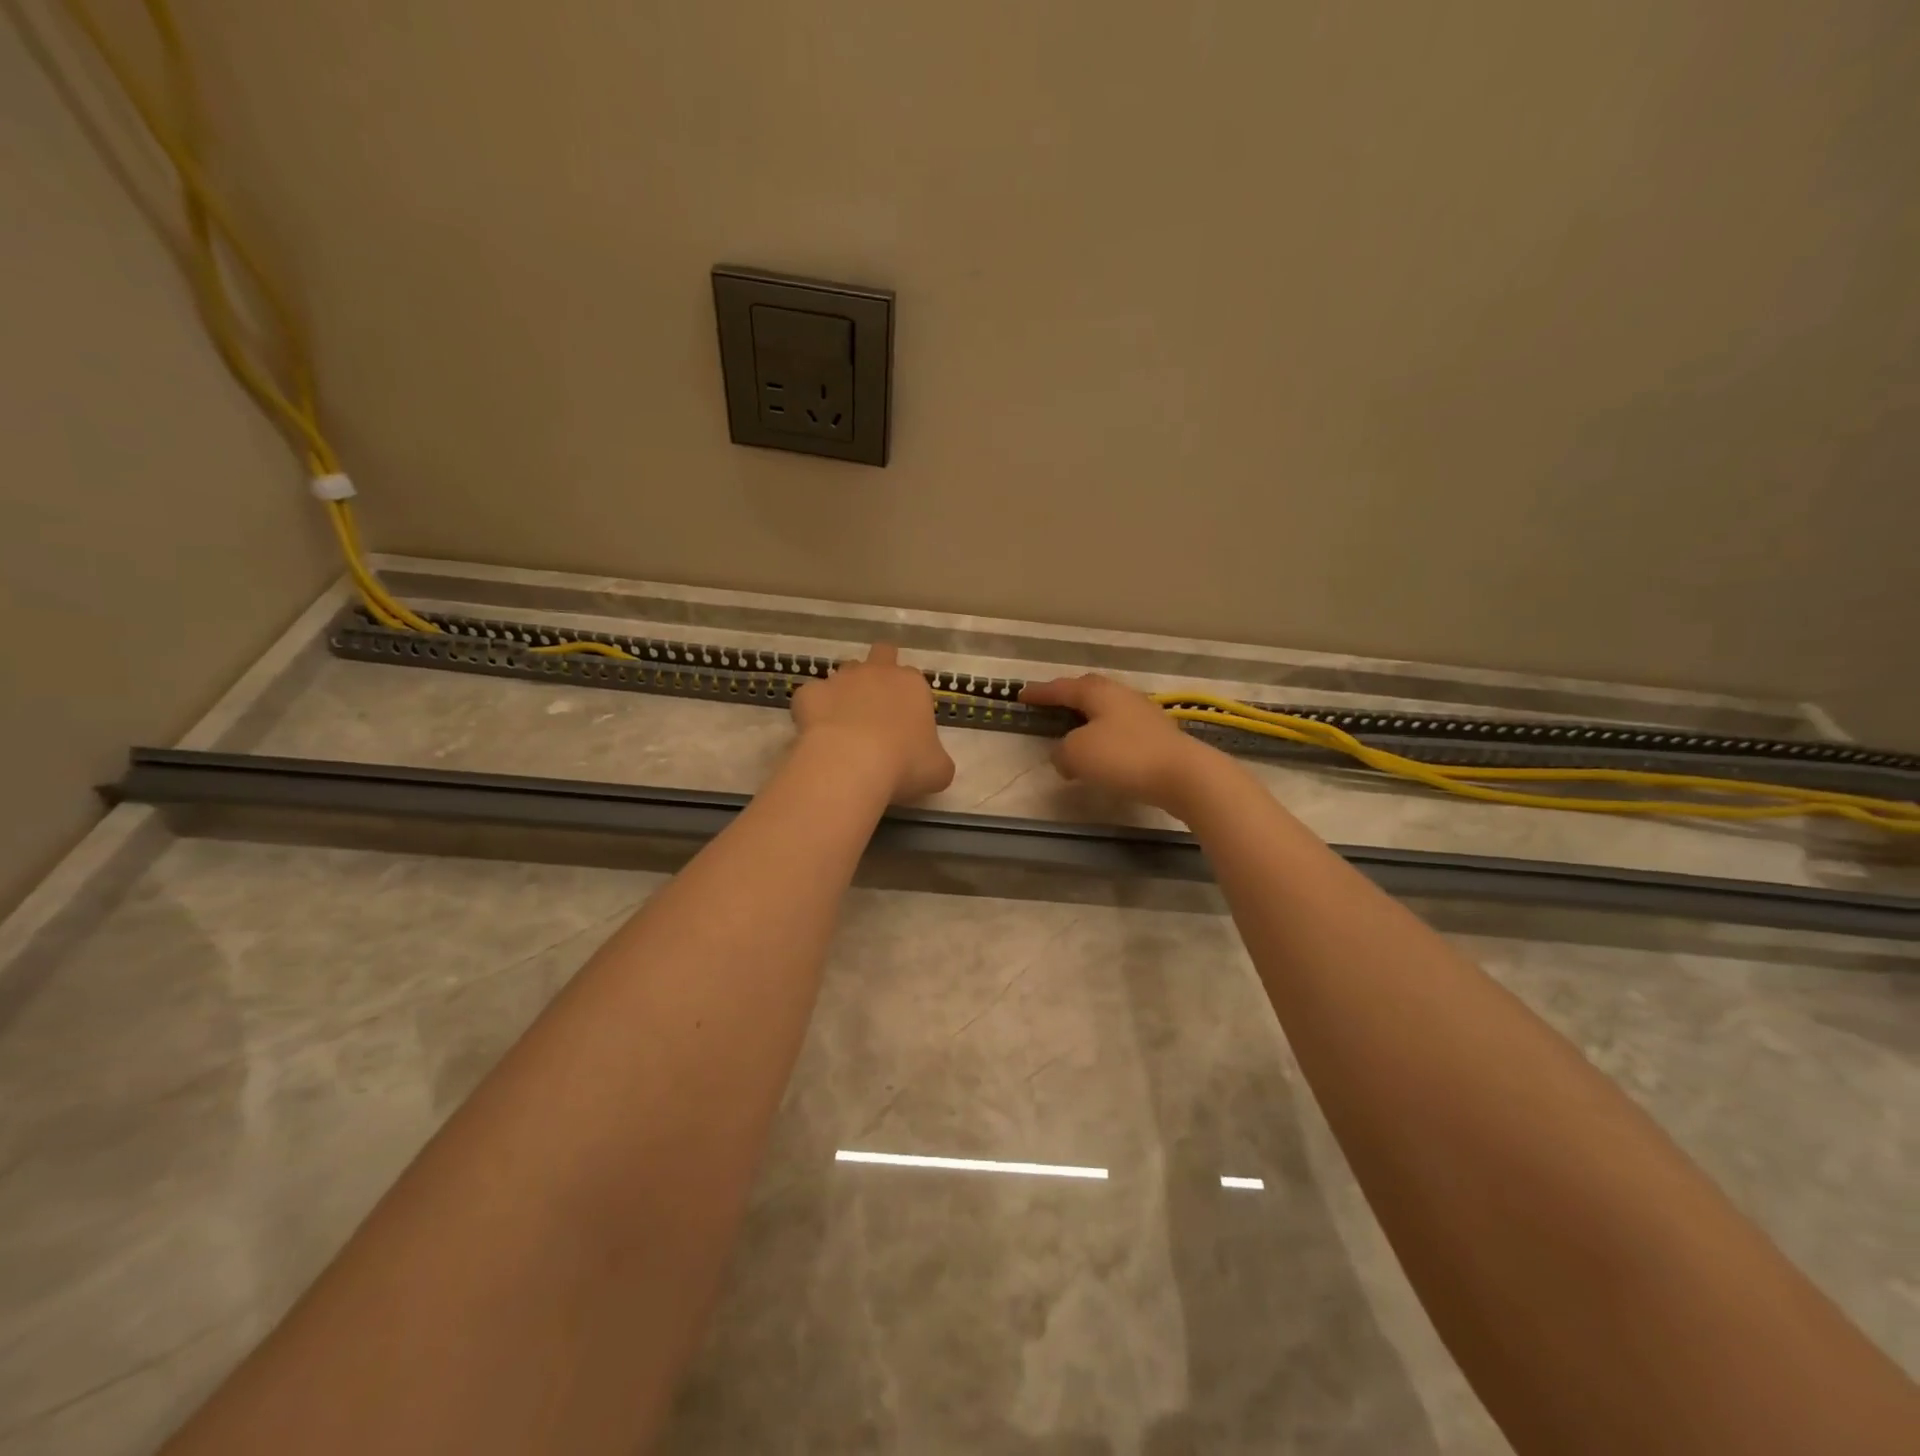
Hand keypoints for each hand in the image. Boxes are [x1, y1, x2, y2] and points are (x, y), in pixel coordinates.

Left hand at [791, 643, 955, 802]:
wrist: (851, 764)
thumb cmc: (905, 764)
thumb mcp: (938, 770)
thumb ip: (937, 760)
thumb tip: (931, 763)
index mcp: (913, 685)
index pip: (914, 679)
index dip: (909, 698)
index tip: (906, 723)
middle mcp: (877, 672)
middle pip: (881, 654)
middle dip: (879, 671)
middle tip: (876, 705)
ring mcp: (840, 679)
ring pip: (844, 672)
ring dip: (846, 691)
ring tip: (845, 724)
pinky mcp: (809, 693)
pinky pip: (811, 696)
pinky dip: (813, 710)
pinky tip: (816, 733)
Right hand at [1019, 673, 1220, 814]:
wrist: (1184, 775)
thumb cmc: (1124, 757)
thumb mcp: (1077, 754)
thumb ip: (1062, 752)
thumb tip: (1064, 756)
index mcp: (1099, 692)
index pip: (1062, 688)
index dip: (1040, 692)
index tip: (1022, 695)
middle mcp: (1122, 696)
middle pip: (1089, 691)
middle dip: (1068, 697)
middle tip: (1050, 705)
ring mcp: (1144, 715)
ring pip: (1107, 711)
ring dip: (1087, 719)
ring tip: (1074, 732)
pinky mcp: (1158, 737)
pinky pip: (1121, 731)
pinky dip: (1105, 738)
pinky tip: (1102, 754)